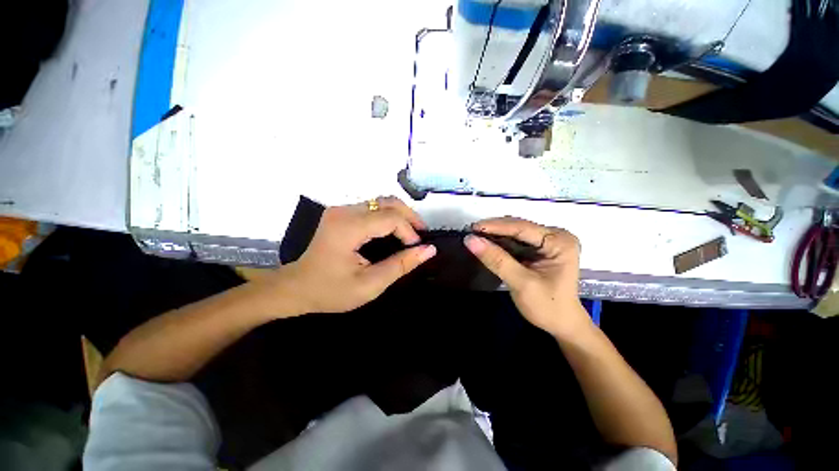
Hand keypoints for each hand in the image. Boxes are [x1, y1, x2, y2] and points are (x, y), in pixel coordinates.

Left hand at [278, 196, 435, 313]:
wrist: (296, 287)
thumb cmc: (331, 291)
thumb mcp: (370, 285)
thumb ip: (401, 265)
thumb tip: (429, 249)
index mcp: (349, 228)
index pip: (390, 218)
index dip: (409, 231)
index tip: (416, 249)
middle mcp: (345, 211)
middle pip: (388, 202)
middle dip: (410, 217)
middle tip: (421, 236)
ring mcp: (341, 209)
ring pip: (382, 202)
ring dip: (401, 215)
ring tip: (412, 234)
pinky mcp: (342, 213)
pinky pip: (373, 208)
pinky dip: (389, 217)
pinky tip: (395, 230)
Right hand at [464, 217, 590, 338]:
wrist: (560, 324)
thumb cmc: (547, 306)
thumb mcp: (521, 283)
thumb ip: (497, 260)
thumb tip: (471, 240)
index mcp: (560, 242)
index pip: (523, 228)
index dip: (496, 226)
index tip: (473, 228)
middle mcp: (556, 236)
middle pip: (519, 227)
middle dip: (494, 229)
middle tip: (471, 232)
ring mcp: (547, 242)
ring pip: (515, 232)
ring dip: (495, 234)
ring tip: (475, 236)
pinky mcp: (539, 249)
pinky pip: (516, 240)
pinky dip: (500, 242)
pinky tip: (487, 243)